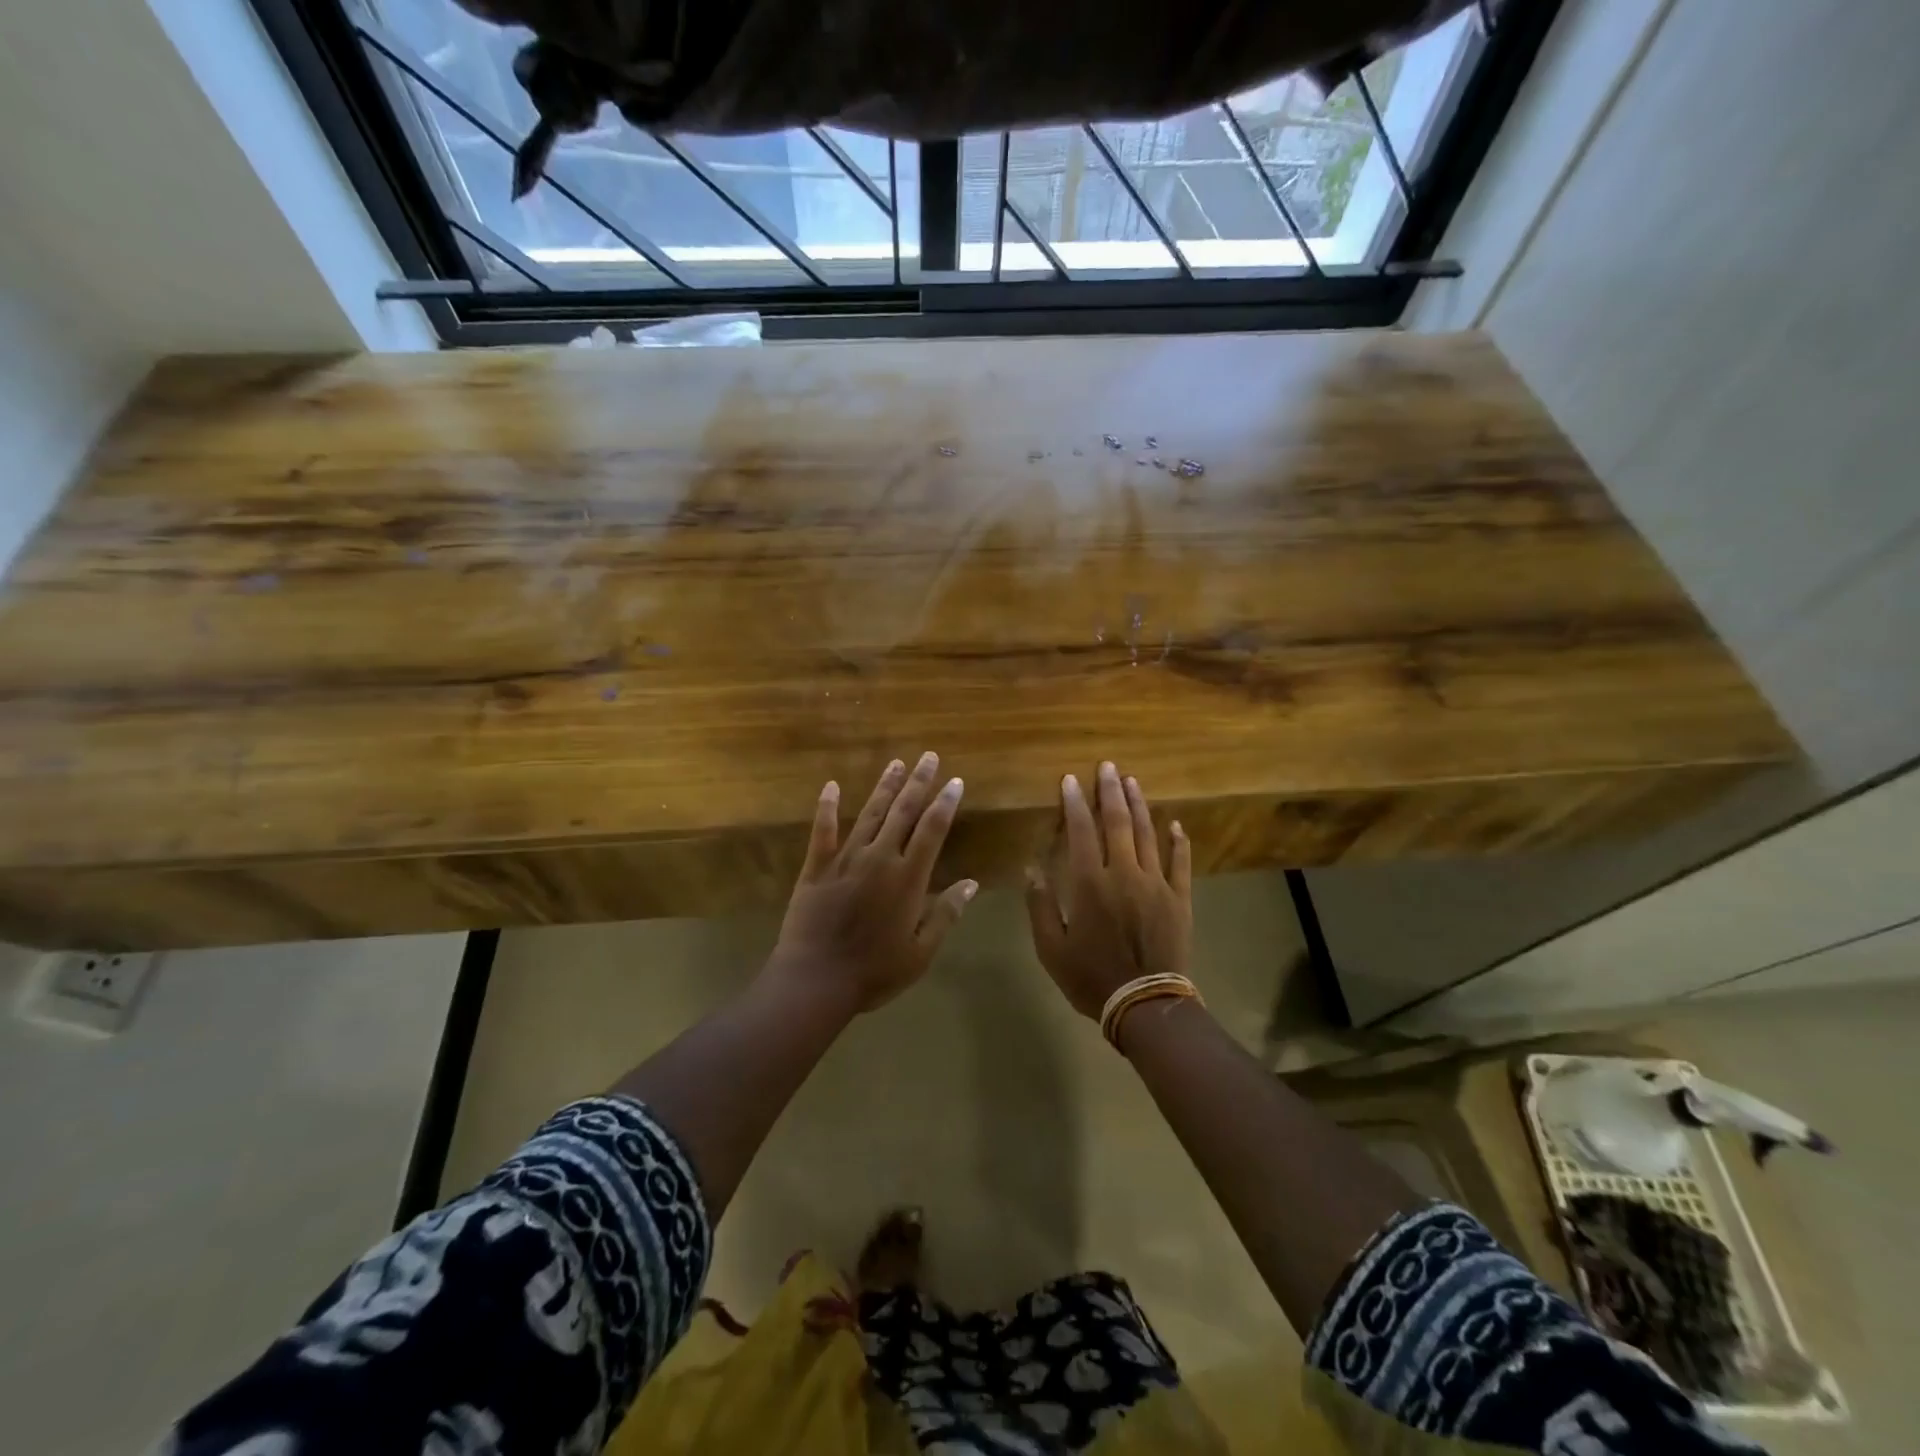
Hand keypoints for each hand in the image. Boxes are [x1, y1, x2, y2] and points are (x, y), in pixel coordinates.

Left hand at [768, 751, 975, 1014]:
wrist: (815, 980)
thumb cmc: (874, 972)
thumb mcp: (920, 952)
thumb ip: (946, 914)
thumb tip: (971, 883)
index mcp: (907, 878)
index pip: (932, 830)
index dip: (945, 803)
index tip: (954, 781)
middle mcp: (879, 859)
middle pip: (903, 812)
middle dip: (918, 782)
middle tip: (928, 757)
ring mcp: (845, 859)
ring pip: (869, 814)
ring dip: (884, 787)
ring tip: (896, 763)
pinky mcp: (816, 867)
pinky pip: (823, 831)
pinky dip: (827, 807)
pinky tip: (832, 786)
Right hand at [1025, 762, 1191, 1018]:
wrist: (1145, 1004)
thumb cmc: (1091, 977)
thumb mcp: (1051, 948)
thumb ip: (1041, 905)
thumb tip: (1032, 868)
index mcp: (1090, 884)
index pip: (1080, 832)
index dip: (1074, 803)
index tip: (1070, 780)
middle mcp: (1124, 874)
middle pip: (1118, 823)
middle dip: (1110, 791)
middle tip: (1107, 766)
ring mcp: (1156, 884)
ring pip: (1148, 834)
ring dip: (1139, 805)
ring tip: (1132, 781)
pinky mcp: (1179, 898)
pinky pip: (1180, 863)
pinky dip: (1178, 841)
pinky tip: (1175, 823)